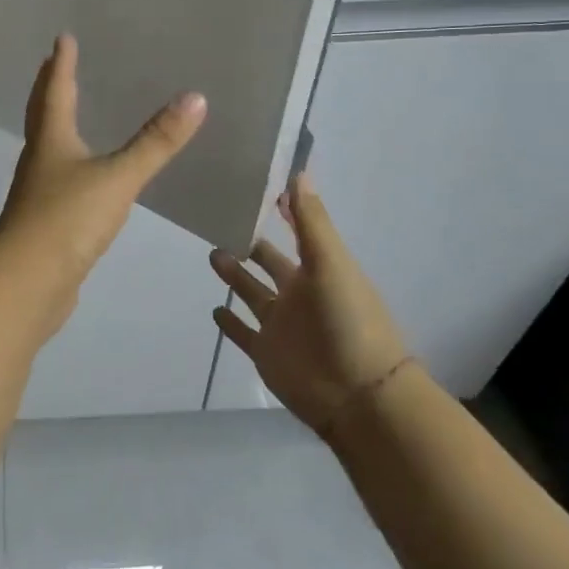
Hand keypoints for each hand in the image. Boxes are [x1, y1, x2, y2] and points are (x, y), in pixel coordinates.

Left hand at [0, 34, 205, 337]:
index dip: (61, 64)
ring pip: (47, 148)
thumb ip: (155, 142)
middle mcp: (39, 161)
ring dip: (56, 125)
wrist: (26, 285)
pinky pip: (58, 181)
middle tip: (55, 65)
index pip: (56, 92)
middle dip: (50, 88)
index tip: (63, 38)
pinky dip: (69, 165)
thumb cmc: (66, 221)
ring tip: (71, 114)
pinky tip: (82, 177)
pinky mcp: (46, 224)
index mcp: (51, 141)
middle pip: (41, 115)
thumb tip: (195, 97)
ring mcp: (39, 194)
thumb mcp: (117, 178)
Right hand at [210, 173, 410, 438]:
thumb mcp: (331, 263)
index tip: (258, 187)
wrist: (357, 396)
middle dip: (251, 242)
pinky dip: (229, 322)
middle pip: (269, 262)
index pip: (297, 231)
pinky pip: (243, 332)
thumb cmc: (348, 321)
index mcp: (318, 268)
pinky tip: (213, 308)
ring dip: (234, 275)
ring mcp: (280, 324)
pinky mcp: (265, 352)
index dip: (282, 211)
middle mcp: (298, 293)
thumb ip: (311, 222)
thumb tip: (298, 172)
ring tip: (212, 252)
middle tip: (221, 219)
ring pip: (251, 293)